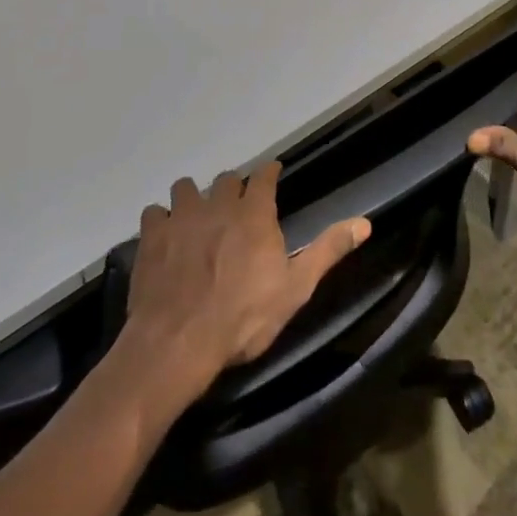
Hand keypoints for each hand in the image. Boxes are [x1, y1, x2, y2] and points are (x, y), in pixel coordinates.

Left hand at [125, 162, 370, 395]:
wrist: (178, 343)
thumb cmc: (243, 318)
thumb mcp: (295, 289)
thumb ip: (327, 251)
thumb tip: (365, 222)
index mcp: (254, 214)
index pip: (264, 176)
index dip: (269, 172)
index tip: (273, 172)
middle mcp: (218, 204)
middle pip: (226, 179)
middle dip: (233, 188)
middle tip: (235, 207)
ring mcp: (181, 217)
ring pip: (186, 188)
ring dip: (193, 198)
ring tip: (196, 217)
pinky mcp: (151, 236)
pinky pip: (154, 213)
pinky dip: (160, 221)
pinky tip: (163, 237)